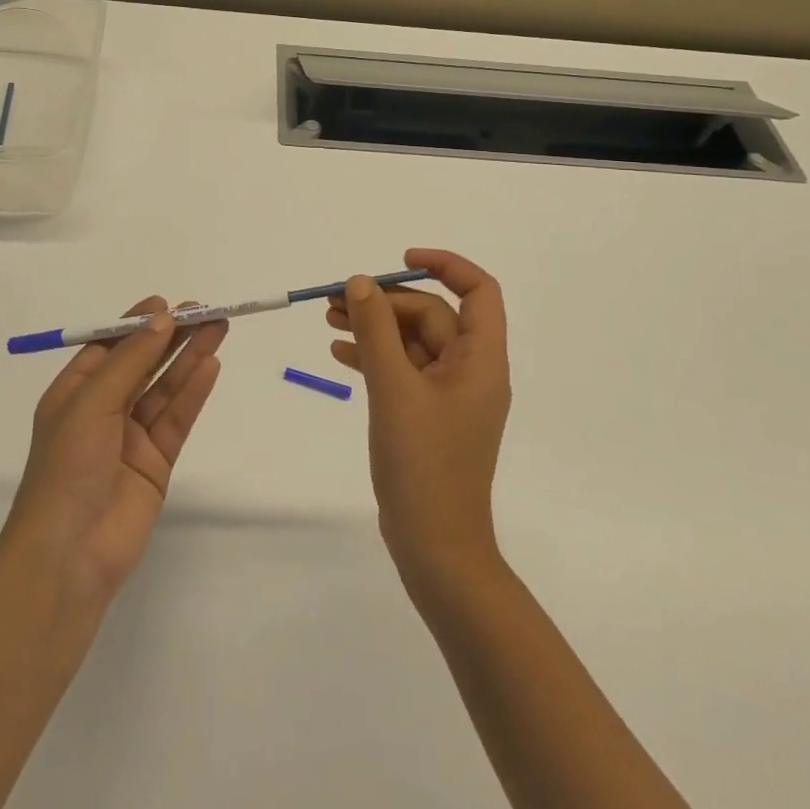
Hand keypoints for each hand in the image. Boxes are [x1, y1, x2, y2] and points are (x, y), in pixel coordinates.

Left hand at [1, 298, 226, 602]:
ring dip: (189, 358)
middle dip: (172, 337)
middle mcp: (103, 411)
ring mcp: (131, 438)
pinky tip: (211, 365)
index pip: (109, 347)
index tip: (167, 303)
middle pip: (144, 363)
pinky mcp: (156, 462)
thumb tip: (162, 319)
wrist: (69, 556)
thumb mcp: (92, 403)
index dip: (137, 324)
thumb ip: (130, 360)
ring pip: (165, 388)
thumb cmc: (67, 468)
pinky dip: (194, 392)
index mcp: (74, 393)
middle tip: (205, 311)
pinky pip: (177, 418)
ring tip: (218, 328)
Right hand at [328, 250, 511, 584]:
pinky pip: (402, 370)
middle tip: (337, 300)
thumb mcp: (393, 389)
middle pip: (432, 315)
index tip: (400, 261)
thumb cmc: (423, 465)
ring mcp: (449, 395)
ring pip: (413, 342)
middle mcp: (471, 370)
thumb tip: (361, 281)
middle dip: (386, 302)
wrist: (434, 547)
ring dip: (375, 327)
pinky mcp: (427, 415)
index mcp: (481, 360)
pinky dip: (374, 357)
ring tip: (329, 318)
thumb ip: (376, 331)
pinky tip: (339, 353)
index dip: (445, 265)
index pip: (479, 291)